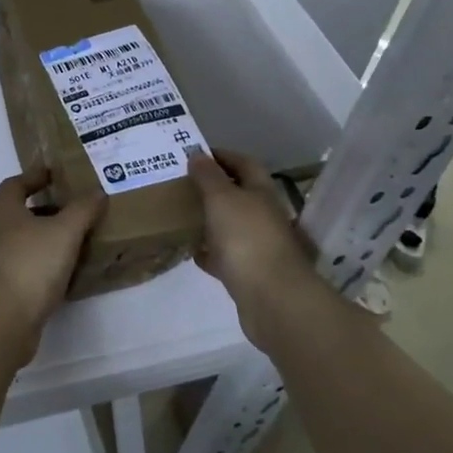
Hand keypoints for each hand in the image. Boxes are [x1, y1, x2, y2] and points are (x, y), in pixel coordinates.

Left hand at [0, 168, 103, 341]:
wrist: (1, 320)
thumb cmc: (30, 264)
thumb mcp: (63, 232)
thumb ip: (81, 210)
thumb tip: (96, 192)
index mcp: (5, 211)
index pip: (14, 184)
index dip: (33, 176)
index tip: (54, 174)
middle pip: (19, 212)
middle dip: (44, 208)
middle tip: (74, 207)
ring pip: (24, 241)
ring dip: (46, 237)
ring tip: (77, 239)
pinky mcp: (5, 288)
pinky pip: (28, 267)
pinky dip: (46, 264)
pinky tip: (67, 272)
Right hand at [189, 151, 319, 343]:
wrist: (271, 298)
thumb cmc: (246, 238)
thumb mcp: (222, 198)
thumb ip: (208, 176)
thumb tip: (198, 154)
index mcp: (261, 192)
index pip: (244, 164)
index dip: (222, 156)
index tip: (195, 154)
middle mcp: (264, 216)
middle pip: (239, 195)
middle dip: (213, 188)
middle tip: (183, 183)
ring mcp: (259, 246)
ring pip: (231, 226)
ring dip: (210, 220)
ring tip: (181, 214)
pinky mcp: (249, 273)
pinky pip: (226, 256)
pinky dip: (209, 252)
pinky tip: (192, 251)